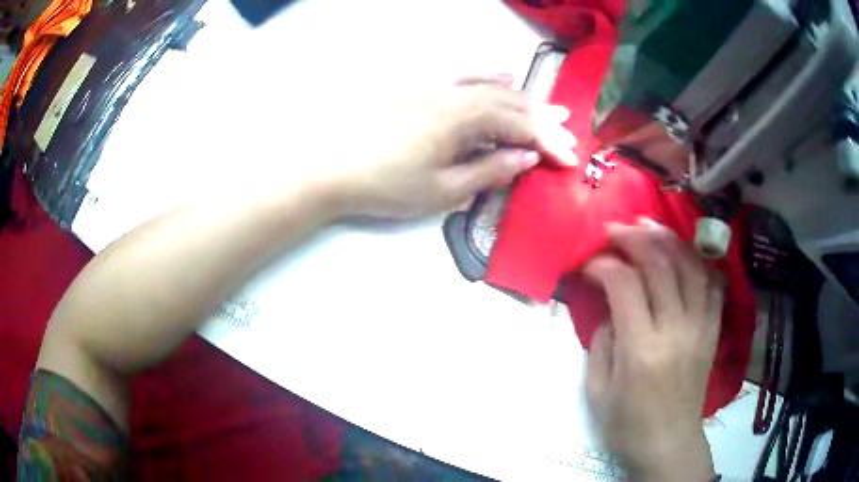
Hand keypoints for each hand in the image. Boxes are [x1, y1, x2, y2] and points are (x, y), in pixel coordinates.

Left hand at [332, 76, 577, 218]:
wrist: (334, 167)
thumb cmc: (387, 185)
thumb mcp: (443, 190)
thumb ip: (489, 171)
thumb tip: (526, 158)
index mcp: (462, 120)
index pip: (518, 126)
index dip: (547, 142)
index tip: (569, 158)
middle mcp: (454, 95)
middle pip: (509, 103)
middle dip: (542, 119)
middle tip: (569, 132)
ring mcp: (437, 89)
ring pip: (491, 88)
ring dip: (523, 99)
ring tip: (549, 109)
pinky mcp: (423, 91)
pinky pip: (465, 78)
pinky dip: (489, 78)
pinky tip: (504, 77)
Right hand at [583, 219, 721, 481]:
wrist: (669, 443)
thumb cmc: (627, 424)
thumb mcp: (597, 391)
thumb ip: (601, 342)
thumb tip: (610, 307)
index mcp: (642, 350)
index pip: (625, 285)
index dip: (604, 265)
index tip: (590, 263)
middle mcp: (676, 330)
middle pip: (661, 264)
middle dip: (634, 238)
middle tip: (615, 229)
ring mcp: (700, 327)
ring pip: (690, 265)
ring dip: (668, 239)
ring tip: (649, 227)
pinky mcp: (713, 330)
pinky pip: (713, 284)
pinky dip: (700, 260)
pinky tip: (685, 251)